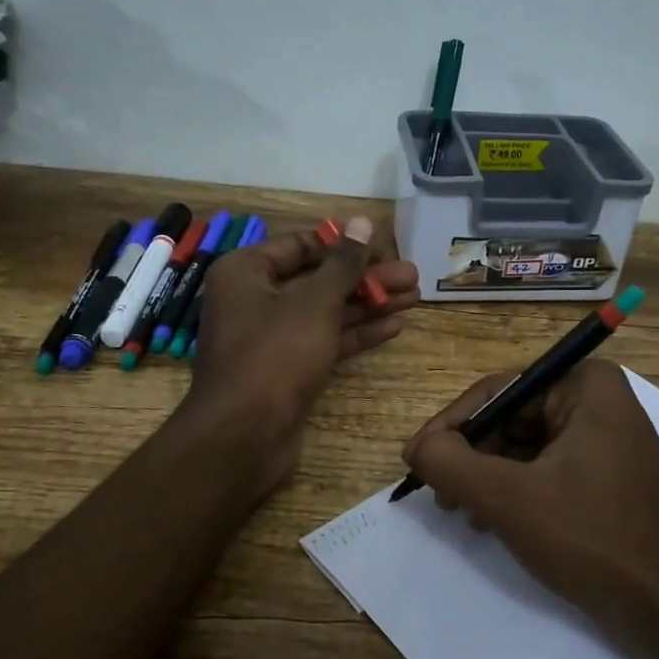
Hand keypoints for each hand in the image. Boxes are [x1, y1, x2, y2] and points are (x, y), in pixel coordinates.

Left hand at [187, 216, 419, 488]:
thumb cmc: (275, 354)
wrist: (244, 436)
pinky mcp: (287, 369)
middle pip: (318, 278)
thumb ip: (343, 263)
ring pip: (325, 311)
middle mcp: (254, 299)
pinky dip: (356, 332)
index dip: (345, 244)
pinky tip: (394, 325)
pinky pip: (324, 340)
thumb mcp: (314, 302)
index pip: (301, 244)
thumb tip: (363, 221)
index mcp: (245, 271)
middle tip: (412, 275)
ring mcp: (270, 337)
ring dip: (368, 303)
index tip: (386, 246)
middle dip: (365, 277)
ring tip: (415, 296)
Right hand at [403, 360, 658, 658]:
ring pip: (524, 447)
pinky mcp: (607, 477)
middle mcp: (599, 402)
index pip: (498, 390)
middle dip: (471, 456)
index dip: (450, 425)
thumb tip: (417, 446)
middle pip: (511, 418)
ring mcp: (607, 440)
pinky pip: (546, 470)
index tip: (415, 459)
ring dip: (487, 478)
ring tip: (462, 512)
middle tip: (437, 493)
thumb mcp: (509, 498)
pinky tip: (491, 523)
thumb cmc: (593, 538)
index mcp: (586, 385)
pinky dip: (514, 492)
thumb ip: (451, 463)